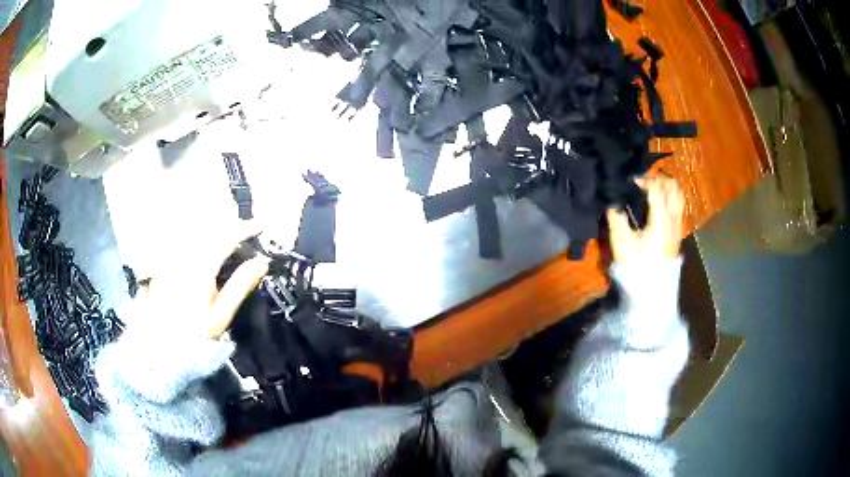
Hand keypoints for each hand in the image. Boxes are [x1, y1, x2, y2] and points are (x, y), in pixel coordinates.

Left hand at [139, 220, 269, 339]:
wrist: (162, 343)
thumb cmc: (195, 333)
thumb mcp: (221, 314)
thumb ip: (240, 285)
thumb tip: (261, 262)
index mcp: (201, 267)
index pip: (226, 237)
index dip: (245, 229)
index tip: (261, 226)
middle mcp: (184, 255)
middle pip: (209, 227)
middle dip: (229, 222)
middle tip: (245, 228)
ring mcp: (172, 256)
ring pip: (194, 229)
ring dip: (213, 225)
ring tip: (227, 230)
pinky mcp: (164, 261)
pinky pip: (182, 238)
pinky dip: (197, 234)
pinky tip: (204, 241)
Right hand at [606, 176, 684, 262]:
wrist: (652, 290)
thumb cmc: (637, 265)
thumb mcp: (621, 242)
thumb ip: (616, 217)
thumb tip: (613, 202)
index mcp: (661, 217)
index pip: (655, 187)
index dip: (642, 180)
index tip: (629, 182)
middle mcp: (674, 218)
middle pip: (672, 187)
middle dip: (658, 180)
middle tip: (644, 184)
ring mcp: (678, 226)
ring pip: (678, 196)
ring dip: (667, 189)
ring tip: (653, 192)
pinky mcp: (678, 234)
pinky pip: (678, 208)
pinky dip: (670, 200)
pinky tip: (659, 207)